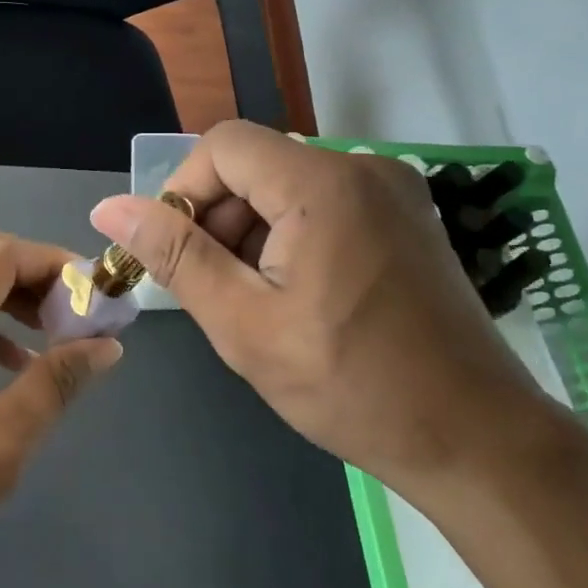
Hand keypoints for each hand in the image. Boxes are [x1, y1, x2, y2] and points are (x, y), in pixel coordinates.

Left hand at [0, 227, 123, 574]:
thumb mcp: (4, 438)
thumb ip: (57, 381)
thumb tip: (108, 346)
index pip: (1, 257)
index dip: (53, 265)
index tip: (93, 290)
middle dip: (27, 267)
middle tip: (69, 302)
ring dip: (2, 290)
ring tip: (49, 329)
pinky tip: (9, 361)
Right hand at [90, 122, 559, 502]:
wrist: (477, 440)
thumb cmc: (352, 386)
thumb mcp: (244, 324)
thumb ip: (175, 256)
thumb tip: (109, 208)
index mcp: (323, 185)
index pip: (222, 146)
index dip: (184, 192)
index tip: (179, 255)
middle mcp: (363, 168)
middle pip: (255, 164)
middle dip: (218, 218)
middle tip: (216, 289)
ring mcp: (394, 190)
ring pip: (286, 185)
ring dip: (252, 232)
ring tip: (258, 302)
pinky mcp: (407, 217)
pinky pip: (324, 202)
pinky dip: (291, 236)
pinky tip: (298, 295)